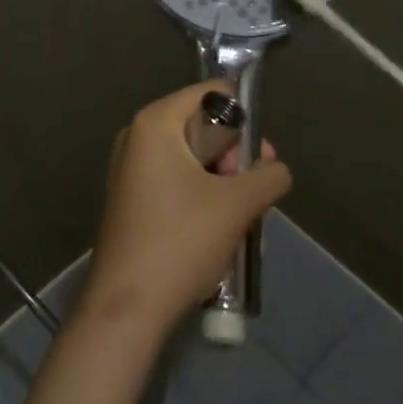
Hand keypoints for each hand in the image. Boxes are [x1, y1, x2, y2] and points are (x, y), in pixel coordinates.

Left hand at [84, 81, 291, 334]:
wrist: (126, 309)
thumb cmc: (180, 242)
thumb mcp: (237, 205)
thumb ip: (268, 176)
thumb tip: (275, 170)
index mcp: (155, 122)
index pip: (212, 94)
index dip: (243, 121)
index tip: (258, 159)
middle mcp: (137, 136)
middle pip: (203, 126)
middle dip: (234, 158)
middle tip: (248, 194)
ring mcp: (130, 169)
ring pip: (193, 159)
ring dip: (222, 183)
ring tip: (236, 219)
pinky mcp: (131, 199)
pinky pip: (176, 181)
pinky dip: (200, 197)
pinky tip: (215, 231)